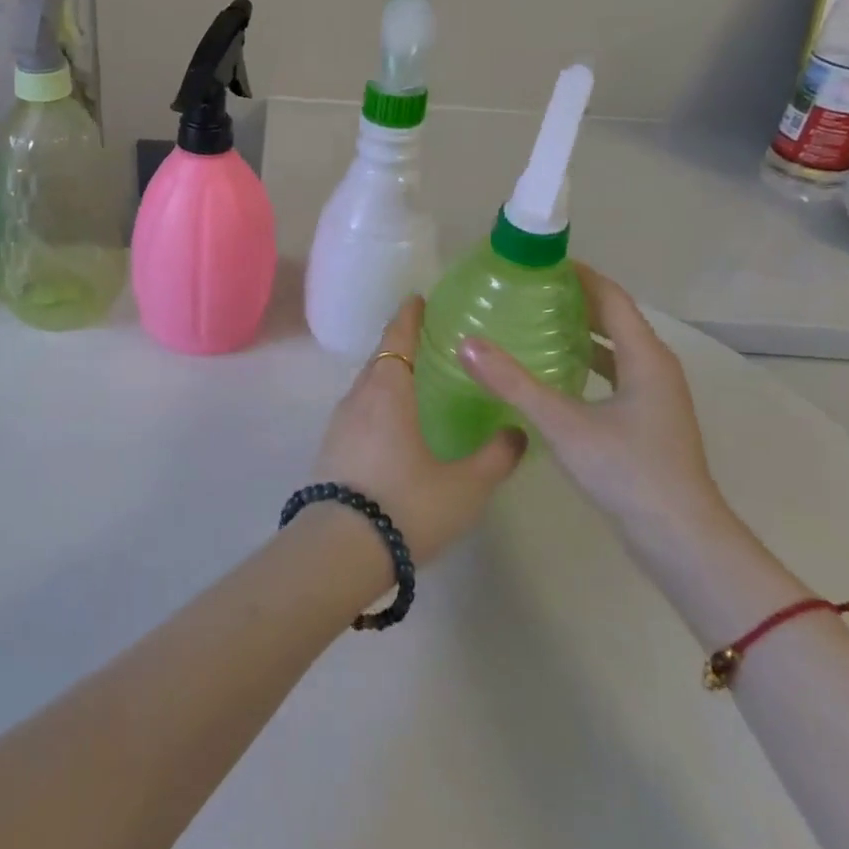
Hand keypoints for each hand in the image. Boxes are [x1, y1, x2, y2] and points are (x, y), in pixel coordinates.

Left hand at [312, 297, 526, 565]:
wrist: (339, 548)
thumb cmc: (406, 505)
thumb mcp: (464, 486)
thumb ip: (495, 458)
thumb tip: (517, 432)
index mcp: (387, 391)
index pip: (397, 339)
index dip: (409, 317)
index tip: (419, 300)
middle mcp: (358, 397)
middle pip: (380, 360)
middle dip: (401, 346)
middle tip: (431, 343)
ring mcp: (339, 423)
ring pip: (368, 387)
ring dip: (389, 377)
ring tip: (417, 382)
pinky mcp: (332, 448)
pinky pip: (359, 411)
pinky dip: (378, 404)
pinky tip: (396, 425)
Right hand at [457, 265, 730, 549]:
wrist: (680, 540)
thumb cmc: (628, 471)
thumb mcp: (563, 423)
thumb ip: (513, 383)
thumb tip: (466, 344)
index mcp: (645, 357)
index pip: (611, 297)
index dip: (578, 274)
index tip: (537, 261)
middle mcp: (655, 368)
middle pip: (613, 318)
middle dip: (573, 299)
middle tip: (525, 289)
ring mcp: (654, 396)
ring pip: (614, 347)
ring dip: (579, 330)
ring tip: (532, 321)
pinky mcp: (646, 420)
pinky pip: (613, 373)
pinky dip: (585, 361)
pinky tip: (553, 371)